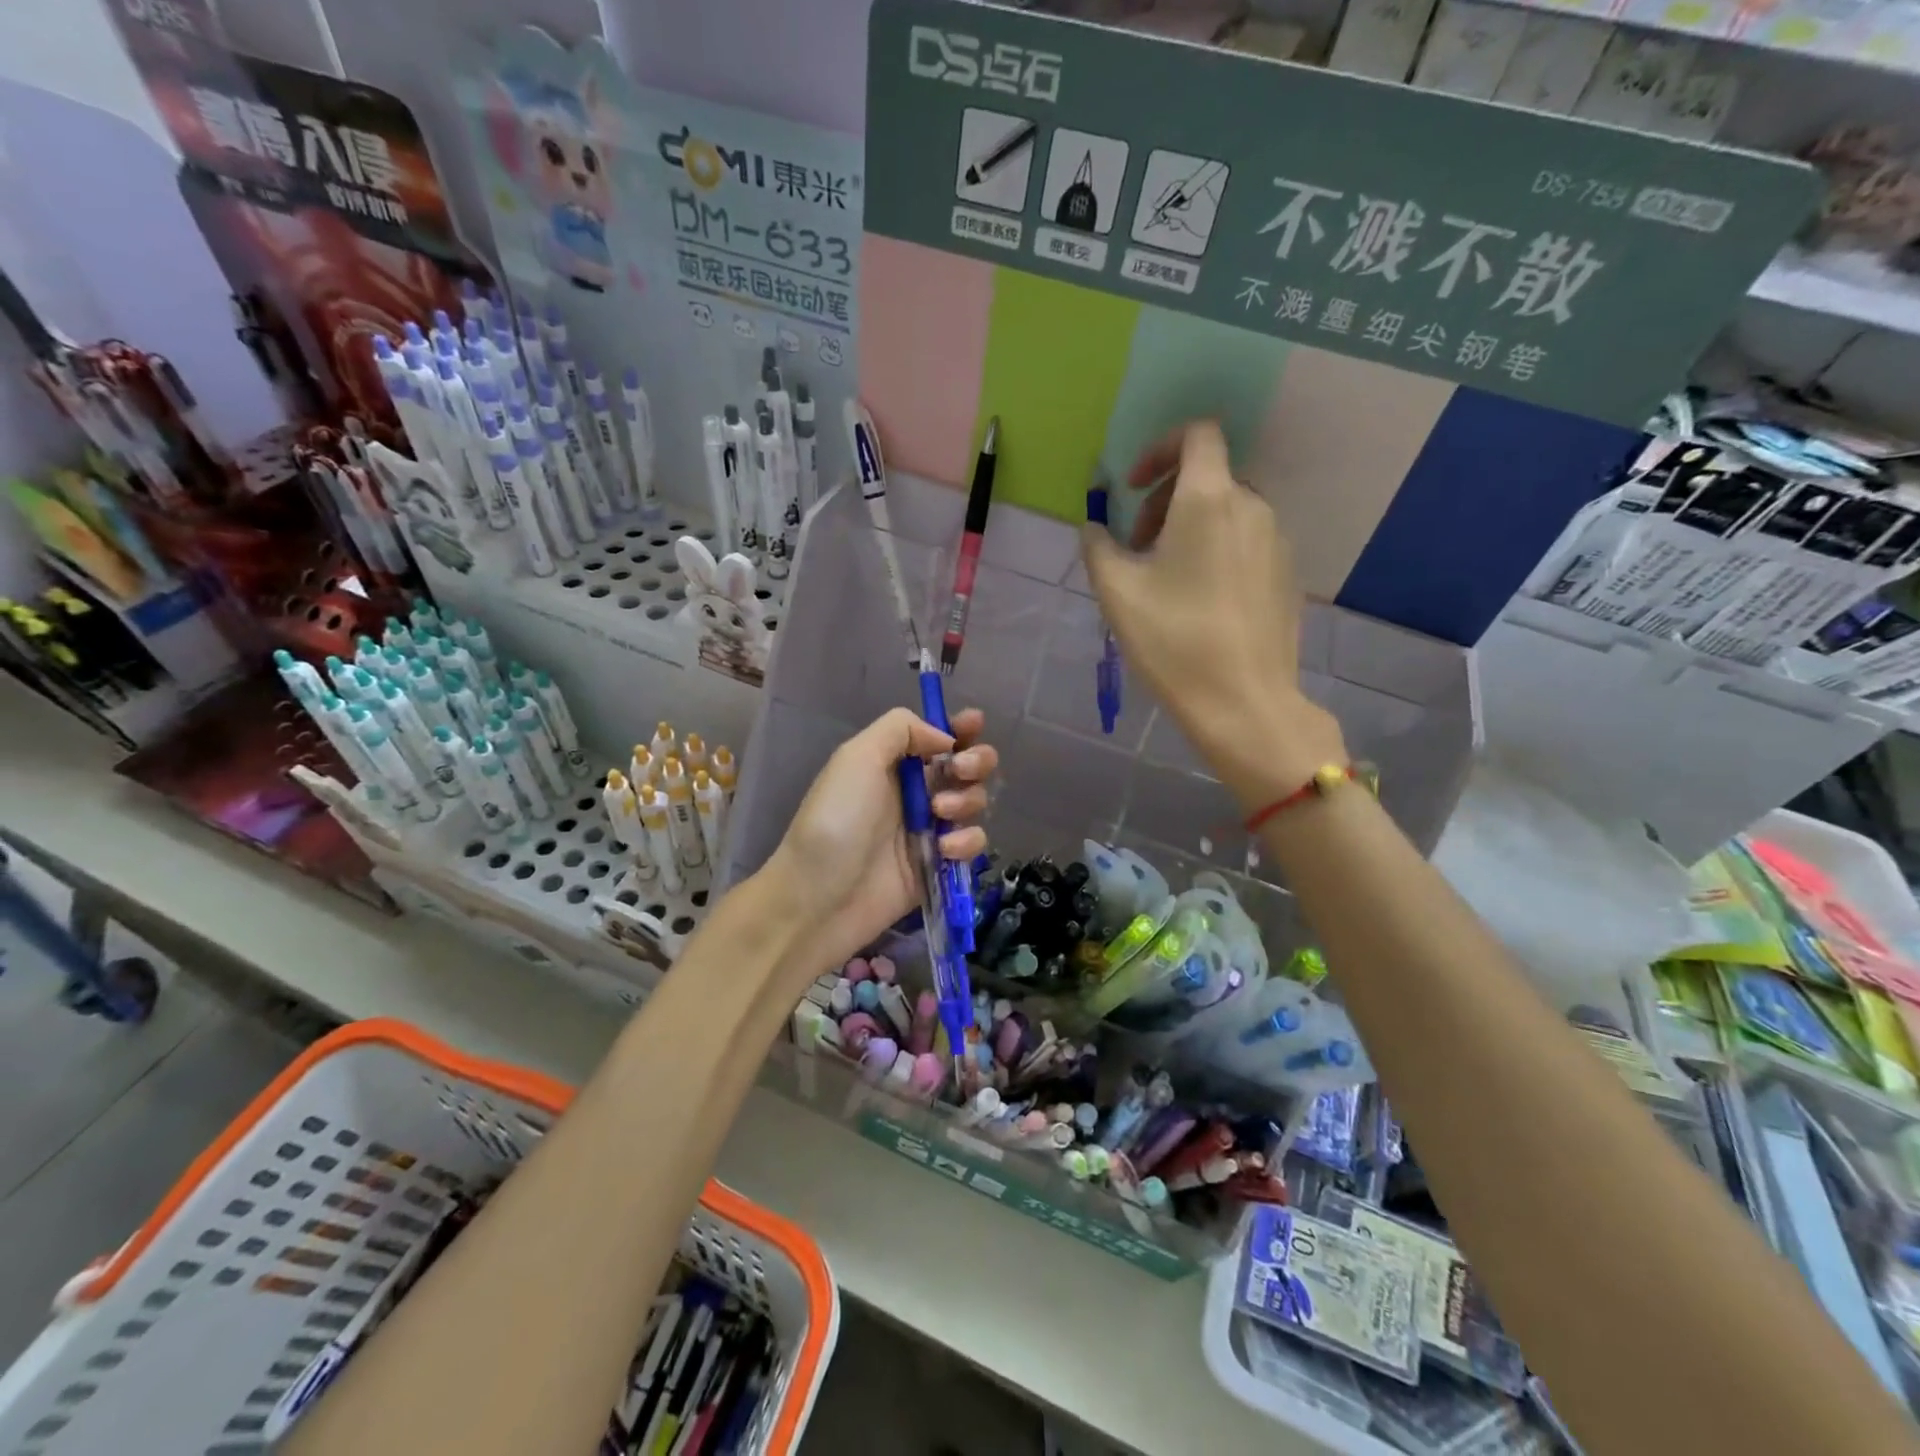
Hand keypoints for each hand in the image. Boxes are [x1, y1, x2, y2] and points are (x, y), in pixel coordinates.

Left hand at [767, 707, 995, 979]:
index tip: (975, 724)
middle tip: (960, 771)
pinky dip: (966, 842)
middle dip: (975, 761)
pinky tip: (943, 849)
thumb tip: (944, 737)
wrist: (819, 899)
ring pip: (974, 803)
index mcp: (893, 763)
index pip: (936, 737)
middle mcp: (915, 792)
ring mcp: (929, 830)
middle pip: (966, 766)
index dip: (961, 728)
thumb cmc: (836, 820)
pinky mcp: (939, 865)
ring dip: (967, 800)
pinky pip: (971, 844)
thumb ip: (901, 730)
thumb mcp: (857, 757)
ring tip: (939, 814)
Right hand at [1082, 419, 1344, 809]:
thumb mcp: (1117, 592)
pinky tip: (1199, 601)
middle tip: (1137, 546)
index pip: (1198, 434)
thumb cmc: (1174, 641)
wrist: (1244, 703)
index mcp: (1209, 500)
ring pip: (1228, 511)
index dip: (1161, 449)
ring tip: (1165, 579)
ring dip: (1191, 527)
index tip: (1135, 488)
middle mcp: (1252, 506)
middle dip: (1166, 499)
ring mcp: (1277, 540)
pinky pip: (1247, 541)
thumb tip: (1096, 525)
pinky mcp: (1287, 574)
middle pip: (1209, 476)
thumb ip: (1098, 544)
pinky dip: (1218, 550)